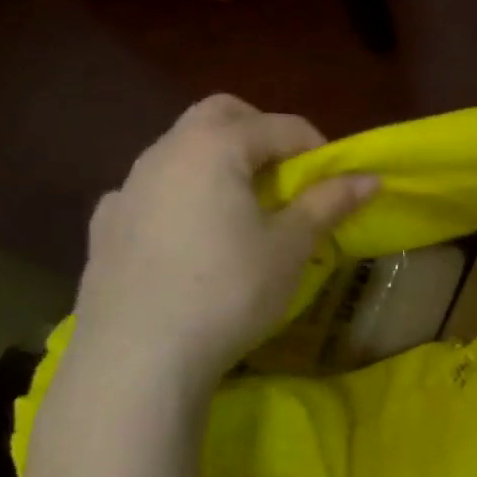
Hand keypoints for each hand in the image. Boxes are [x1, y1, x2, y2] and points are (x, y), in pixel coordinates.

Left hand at [68, 96, 377, 396]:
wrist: (137, 360)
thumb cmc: (228, 292)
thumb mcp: (291, 247)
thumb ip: (329, 203)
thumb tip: (370, 178)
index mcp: (215, 147)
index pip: (279, 126)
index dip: (316, 147)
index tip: (333, 182)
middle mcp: (165, 153)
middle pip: (220, 115)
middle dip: (261, 134)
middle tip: (286, 177)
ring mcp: (127, 188)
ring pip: (182, 149)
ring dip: (220, 162)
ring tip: (244, 210)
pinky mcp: (105, 226)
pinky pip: (151, 190)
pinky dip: (180, 196)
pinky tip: (191, 237)